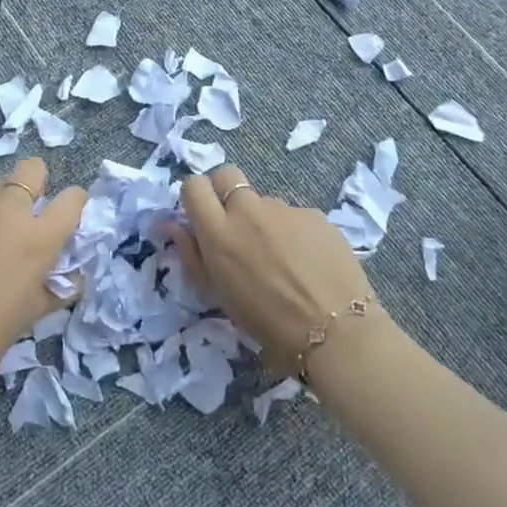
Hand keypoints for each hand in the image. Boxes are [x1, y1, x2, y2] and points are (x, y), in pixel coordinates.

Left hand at [0, 157, 87, 405]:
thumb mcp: (33, 315)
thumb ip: (58, 287)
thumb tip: (71, 276)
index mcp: (37, 239)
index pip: (73, 198)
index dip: (75, 205)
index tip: (69, 220)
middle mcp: (7, 214)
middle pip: (32, 169)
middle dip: (38, 184)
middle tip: (31, 217)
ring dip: (4, 206)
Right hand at [175, 164, 383, 378]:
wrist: (334, 331)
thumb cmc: (266, 323)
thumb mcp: (218, 295)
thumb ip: (192, 254)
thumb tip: (172, 224)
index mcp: (218, 231)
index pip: (194, 185)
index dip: (196, 197)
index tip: (202, 217)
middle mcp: (248, 210)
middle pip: (227, 175)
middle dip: (225, 191)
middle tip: (236, 226)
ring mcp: (284, 208)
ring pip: (263, 201)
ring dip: (263, 220)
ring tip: (281, 259)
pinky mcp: (314, 214)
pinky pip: (294, 216)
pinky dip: (293, 232)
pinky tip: (307, 262)